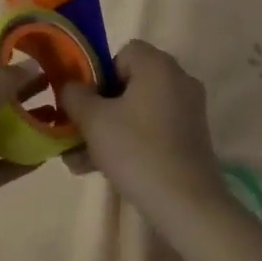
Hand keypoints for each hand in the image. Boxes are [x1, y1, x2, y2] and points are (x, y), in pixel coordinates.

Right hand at [60, 41, 226, 223]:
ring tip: (80, 160)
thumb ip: (74, 94)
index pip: (121, 53)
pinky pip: (152, 130)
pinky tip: (103, 169)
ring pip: (136, 111)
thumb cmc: (137, 151)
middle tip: (76, 133)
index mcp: (158, 65)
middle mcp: (178, 80)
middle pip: (128, 84)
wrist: (188, 207)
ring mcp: (188, 112)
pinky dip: (130, 143)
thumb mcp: (93, 120)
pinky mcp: (191, 140)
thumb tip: (70, 86)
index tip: (85, 103)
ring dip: (108, 130)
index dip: (98, 75)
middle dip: (98, 109)